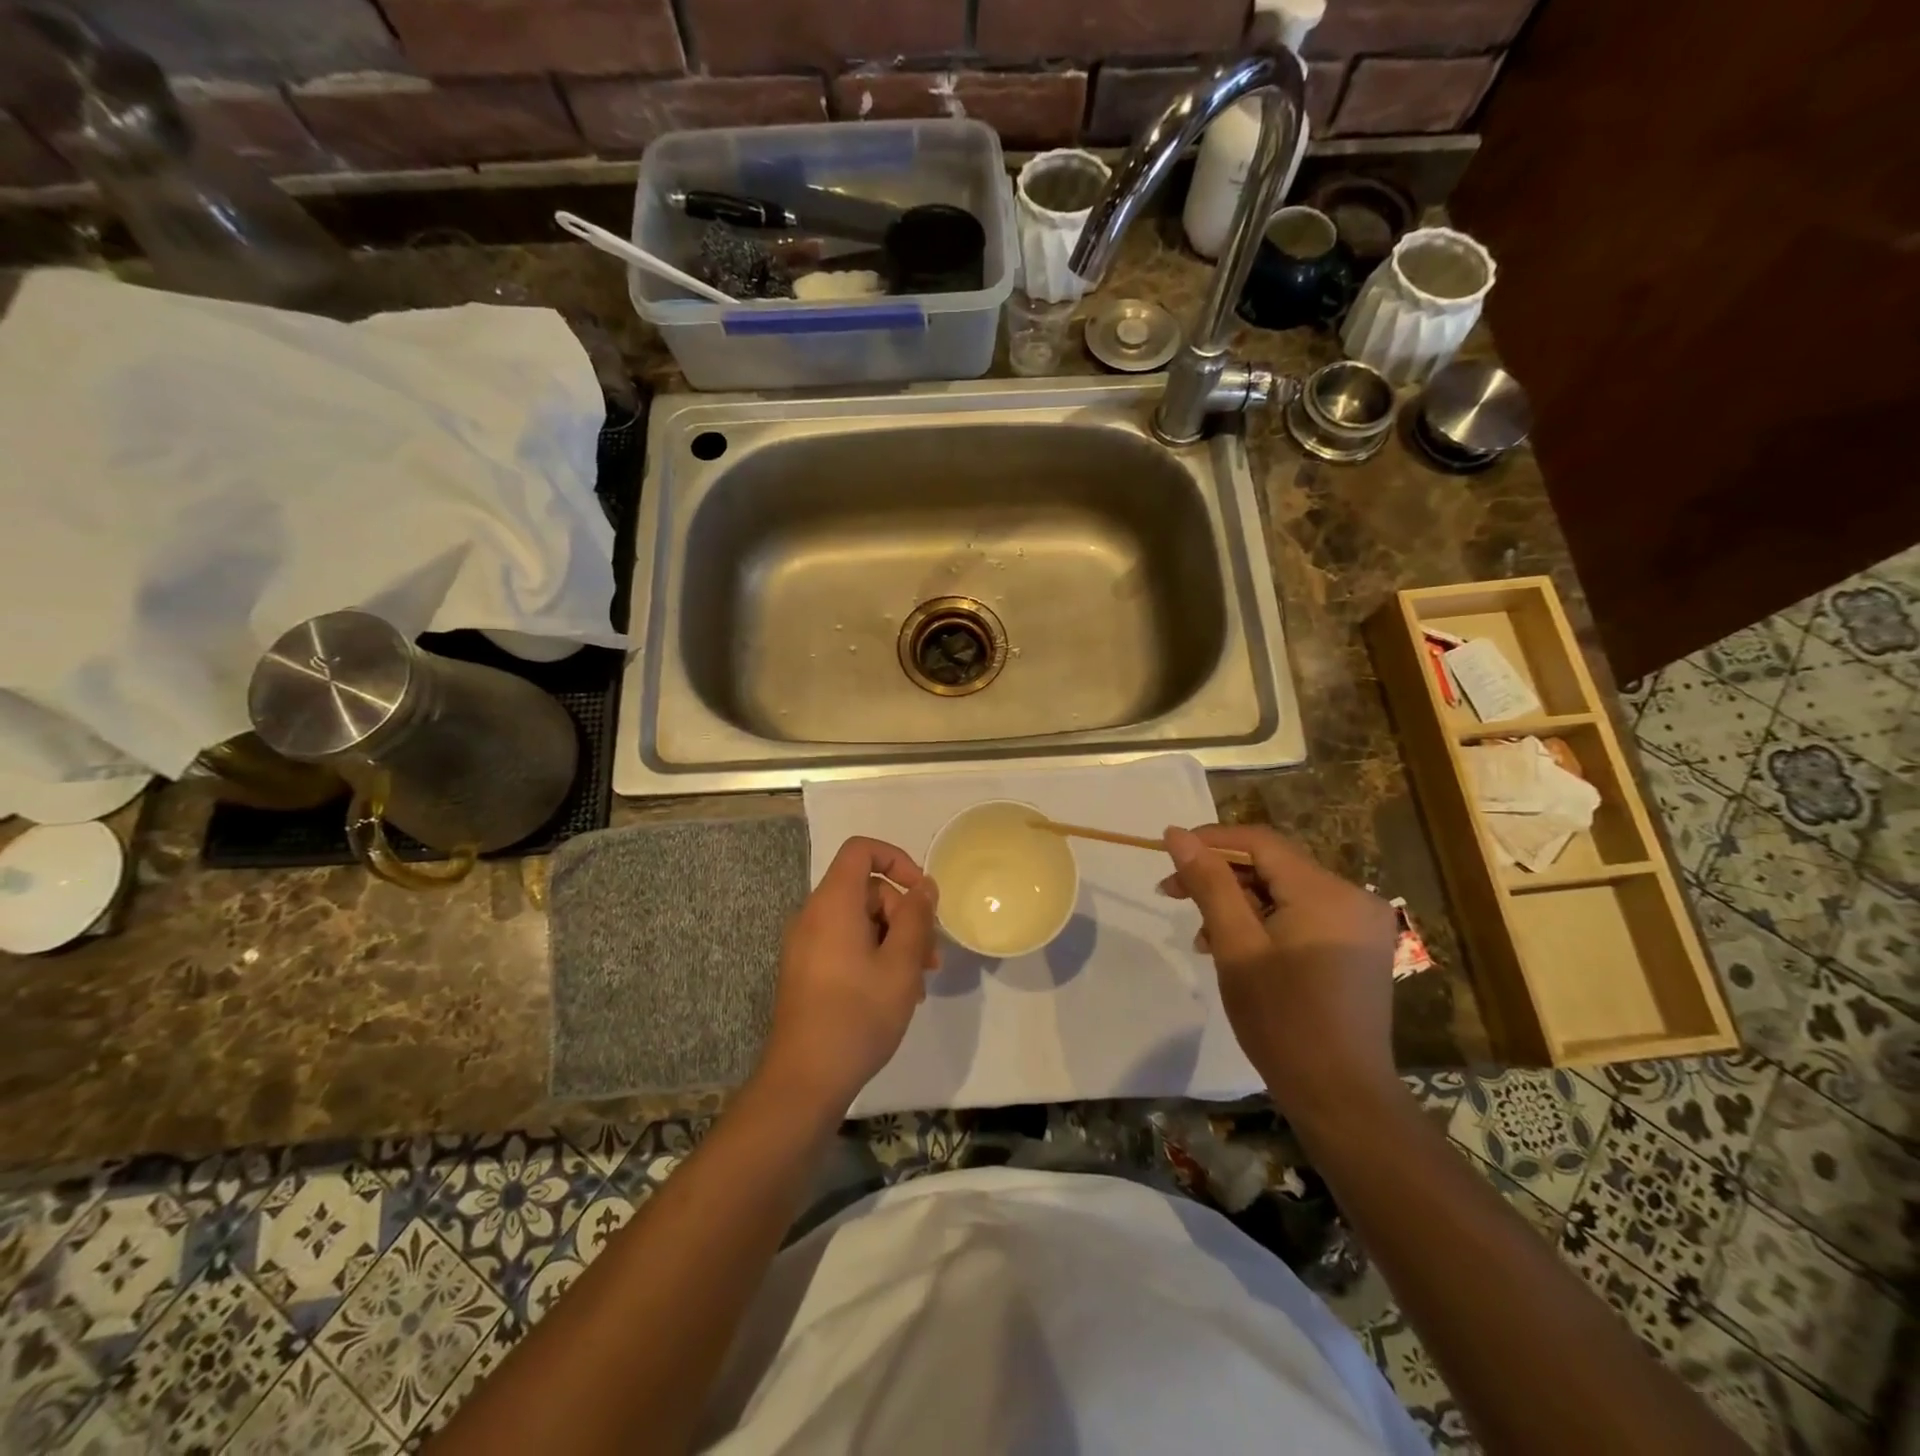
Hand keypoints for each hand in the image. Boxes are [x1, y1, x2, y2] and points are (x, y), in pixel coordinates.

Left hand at [757, 836, 939, 1116]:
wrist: (804, 1079)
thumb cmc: (857, 1015)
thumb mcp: (901, 964)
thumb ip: (917, 917)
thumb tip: (924, 885)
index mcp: (832, 903)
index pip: (862, 850)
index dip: (897, 860)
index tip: (923, 894)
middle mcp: (813, 915)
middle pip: (866, 889)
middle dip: (904, 913)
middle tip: (930, 956)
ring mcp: (806, 944)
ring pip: (859, 920)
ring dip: (894, 940)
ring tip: (919, 982)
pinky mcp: (806, 969)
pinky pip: (845, 943)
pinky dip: (873, 955)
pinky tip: (895, 993)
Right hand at [1161, 824, 1398, 1124]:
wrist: (1342, 1097)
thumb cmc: (1282, 1020)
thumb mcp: (1235, 946)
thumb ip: (1209, 883)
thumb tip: (1175, 834)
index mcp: (1326, 891)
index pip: (1259, 842)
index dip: (1210, 841)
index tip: (1168, 856)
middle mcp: (1352, 896)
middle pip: (1273, 866)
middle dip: (1221, 877)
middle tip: (1174, 895)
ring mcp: (1360, 923)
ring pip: (1285, 891)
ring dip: (1239, 903)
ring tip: (1203, 936)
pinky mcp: (1359, 947)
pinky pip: (1303, 914)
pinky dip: (1266, 922)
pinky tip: (1238, 948)